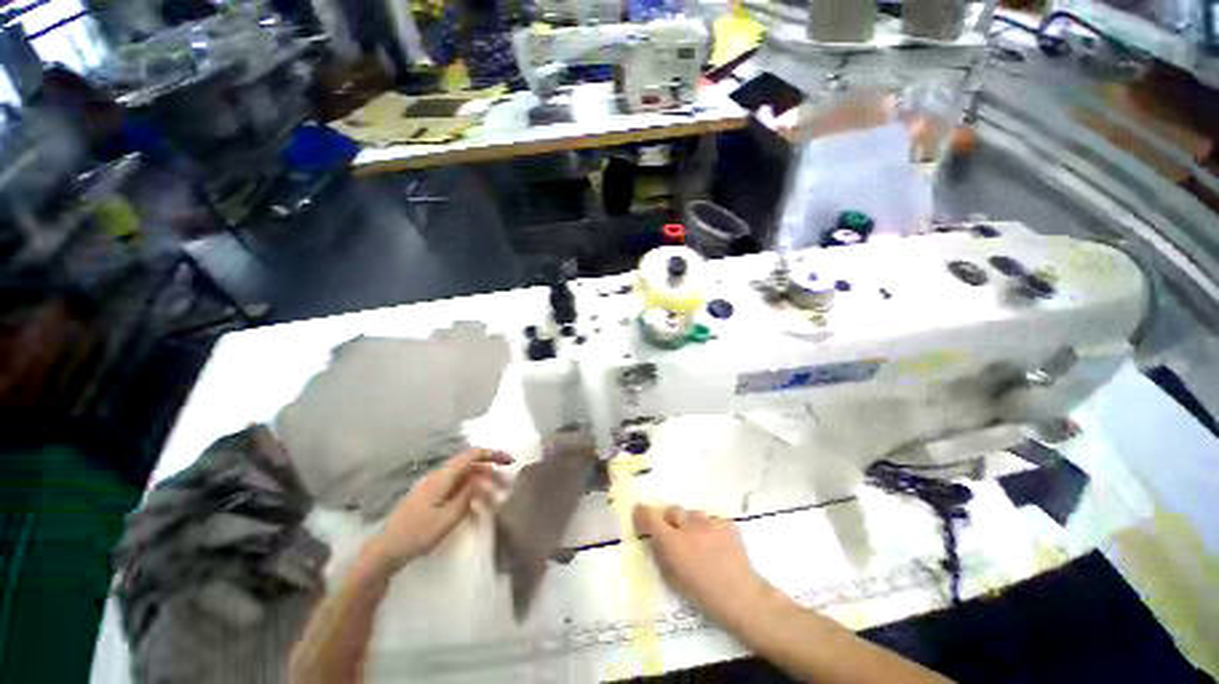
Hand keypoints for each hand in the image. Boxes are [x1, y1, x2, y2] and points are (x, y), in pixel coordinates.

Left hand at [367, 448, 512, 569]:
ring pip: (465, 478)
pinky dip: (471, 492)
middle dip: (491, 473)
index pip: (472, 455)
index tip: (510, 461)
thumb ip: (468, 495)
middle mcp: (439, 476)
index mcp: (442, 476)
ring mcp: (434, 487)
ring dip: (483, 484)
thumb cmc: (417, 534)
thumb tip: (482, 480)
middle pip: (471, 466)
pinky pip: (457, 488)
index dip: (492, 454)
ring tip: (497, 497)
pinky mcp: (432, 498)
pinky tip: (479, 504)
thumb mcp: (447, 517)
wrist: (385, 551)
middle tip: (508, 486)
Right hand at [632, 504, 773, 630]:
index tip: (640, 514)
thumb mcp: (672, 579)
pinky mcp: (726, 522)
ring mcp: (709, 522)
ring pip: (693, 515)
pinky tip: (718, 545)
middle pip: (672, 510)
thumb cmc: (703, 595)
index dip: (643, 513)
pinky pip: (711, 520)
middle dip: (670, 520)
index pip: (650, 516)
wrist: (742, 597)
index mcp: (672, 542)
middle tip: (674, 534)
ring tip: (701, 543)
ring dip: (691, 525)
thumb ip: (660, 554)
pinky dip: (710, 529)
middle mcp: (688, 526)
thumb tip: (653, 538)